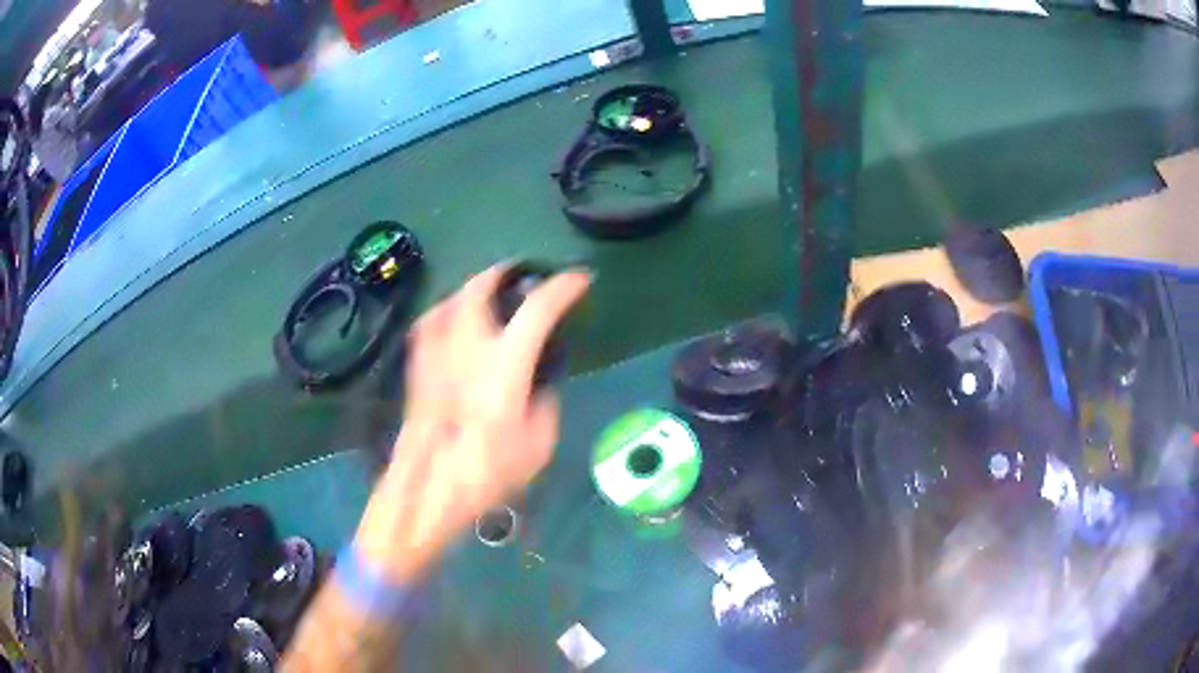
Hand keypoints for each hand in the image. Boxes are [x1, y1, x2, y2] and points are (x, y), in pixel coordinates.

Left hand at [355, 264, 589, 582]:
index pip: (538, 308)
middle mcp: (468, 346)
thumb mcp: (538, 446)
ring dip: (471, 290)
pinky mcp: (418, 368)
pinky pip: (429, 325)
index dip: (563, 288)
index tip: (578, 280)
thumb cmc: (487, 472)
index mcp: (505, 363)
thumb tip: (537, 388)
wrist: (427, 490)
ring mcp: (437, 354)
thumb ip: (544, 406)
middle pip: (480, 287)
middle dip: (502, 273)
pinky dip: (445, 313)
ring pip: (450, 300)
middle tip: (519, 276)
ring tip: (485, 296)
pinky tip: (451, 326)